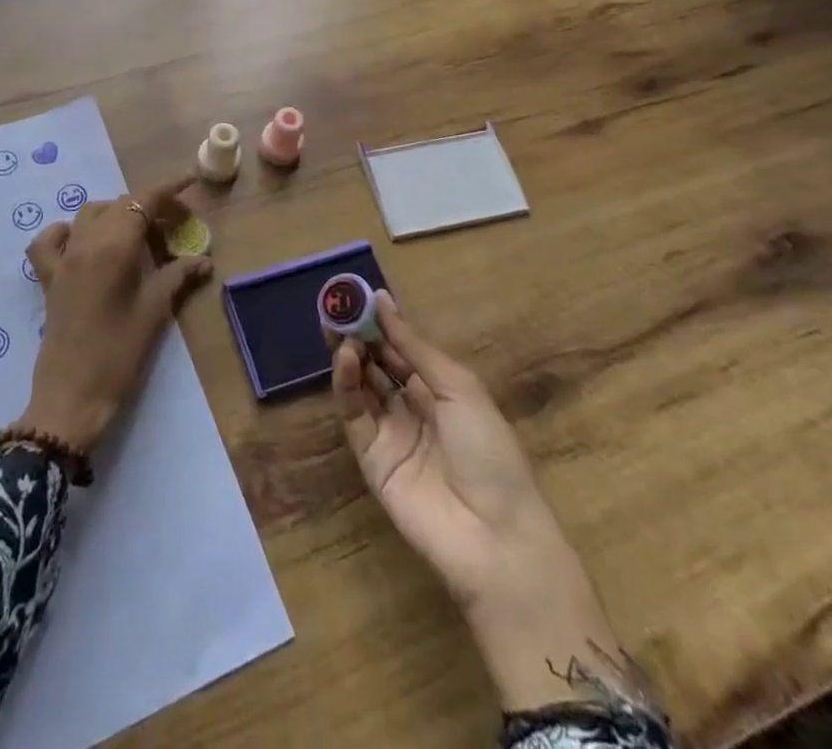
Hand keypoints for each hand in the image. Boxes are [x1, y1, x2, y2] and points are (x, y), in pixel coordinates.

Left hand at [12, 177, 211, 454]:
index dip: (168, 189)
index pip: (143, 202)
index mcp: (113, 247)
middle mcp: (85, 243)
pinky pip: (51, 240)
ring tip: (138, 233)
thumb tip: (203, 260)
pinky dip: (68, 231)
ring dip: (115, 213)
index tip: (189, 181)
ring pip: (89, 215)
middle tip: (175, 224)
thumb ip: (178, 277)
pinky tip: (83, 242)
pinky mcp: (48, 278)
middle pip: (119, 206)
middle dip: (149, 206)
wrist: (72, 397)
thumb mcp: (155, 312)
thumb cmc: (119, 354)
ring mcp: (62, 259)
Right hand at [331, 294, 635, 713]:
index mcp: (440, 389)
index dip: (381, 322)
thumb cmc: (490, 451)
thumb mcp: (459, 387)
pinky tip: (345, 357)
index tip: (358, 295)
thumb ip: (414, 346)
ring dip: (348, 354)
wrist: (496, 536)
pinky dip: (345, 384)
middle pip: (377, 363)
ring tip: (336, 327)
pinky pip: (353, 414)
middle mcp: (411, 407)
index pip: (402, 348)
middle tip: (336, 307)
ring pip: (361, 384)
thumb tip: (382, 300)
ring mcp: (389, 432)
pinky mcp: (370, 457)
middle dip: (357, 335)